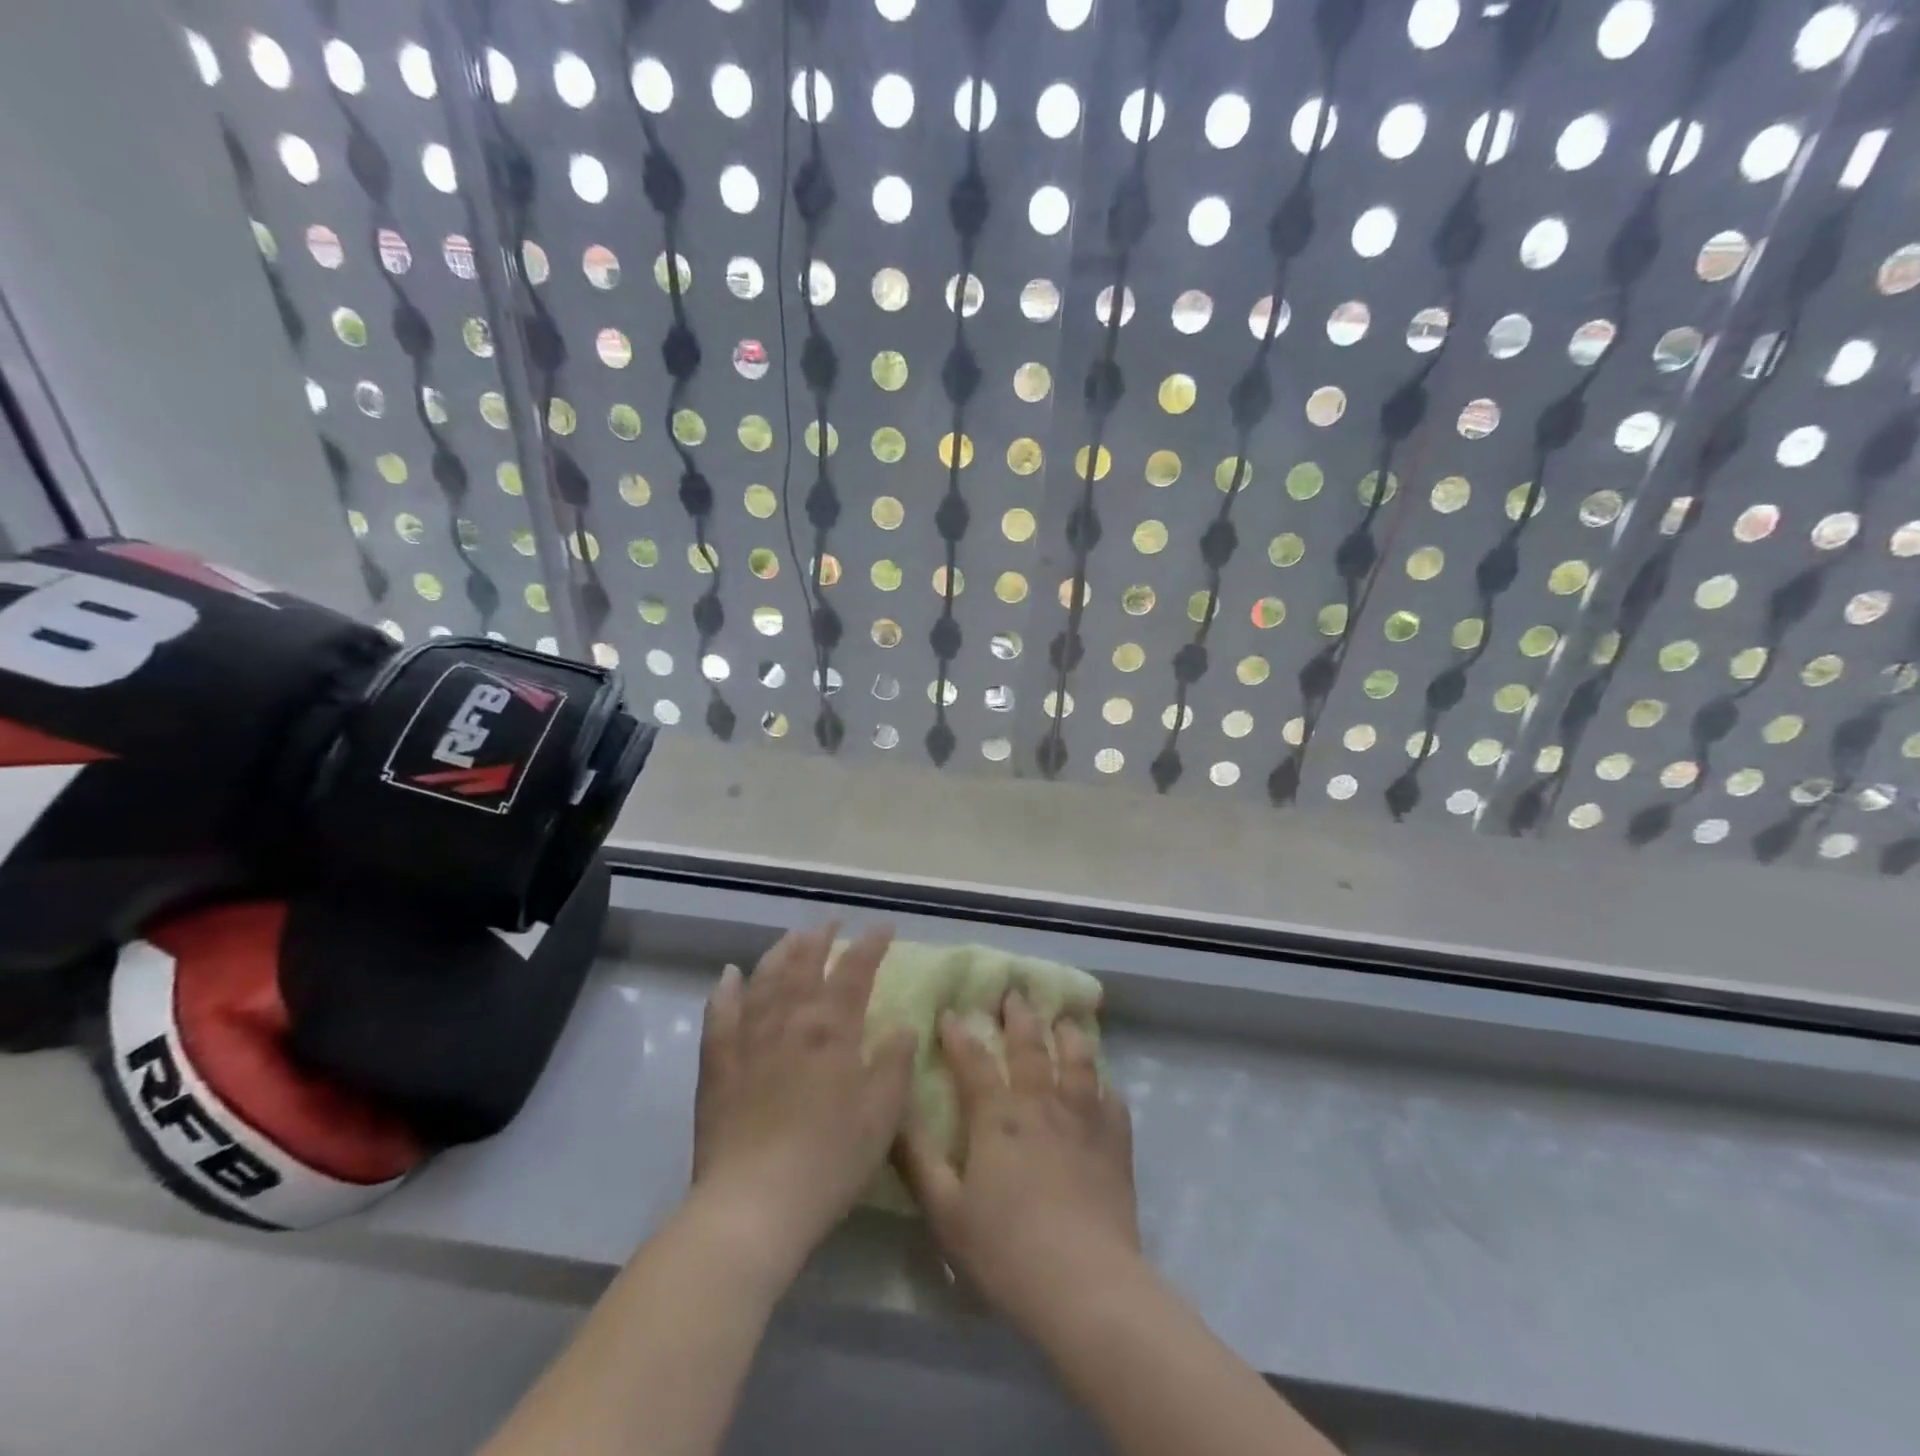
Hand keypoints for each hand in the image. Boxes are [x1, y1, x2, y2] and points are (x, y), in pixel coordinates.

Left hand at [690, 923, 916, 1275]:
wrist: (754, 1204)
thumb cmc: (829, 1159)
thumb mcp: (882, 1115)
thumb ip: (895, 1063)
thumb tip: (903, 1024)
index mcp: (832, 1029)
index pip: (855, 971)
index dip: (871, 945)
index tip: (884, 927)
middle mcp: (789, 1021)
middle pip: (805, 964)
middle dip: (821, 938)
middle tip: (831, 922)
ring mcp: (749, 1039)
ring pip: (764, 980)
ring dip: (780, 953)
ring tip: (792, 937)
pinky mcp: (718, 1064)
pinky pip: (719, 1015)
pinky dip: (725, 990)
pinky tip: (730, 975)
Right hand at [897, 991, 1138, 1333]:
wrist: (1084, 1283)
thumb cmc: (1005, 1250)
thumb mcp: (945, 1211)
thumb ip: (918, 1160)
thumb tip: (895, 1113)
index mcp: (997, 1116)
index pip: (972, 1060)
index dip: (958, 1034)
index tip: (950, 1012)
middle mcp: (1041, 1103)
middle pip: (1029, 1046)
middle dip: (1019, 1016)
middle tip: (1014, 993)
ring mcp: (1083, 1118)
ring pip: (1077, 1060)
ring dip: (1068, 1035)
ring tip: (1063, 1021)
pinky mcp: (1115, 1142)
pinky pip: (1112, 1100)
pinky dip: (1105, 1086)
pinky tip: (1104, 1084)